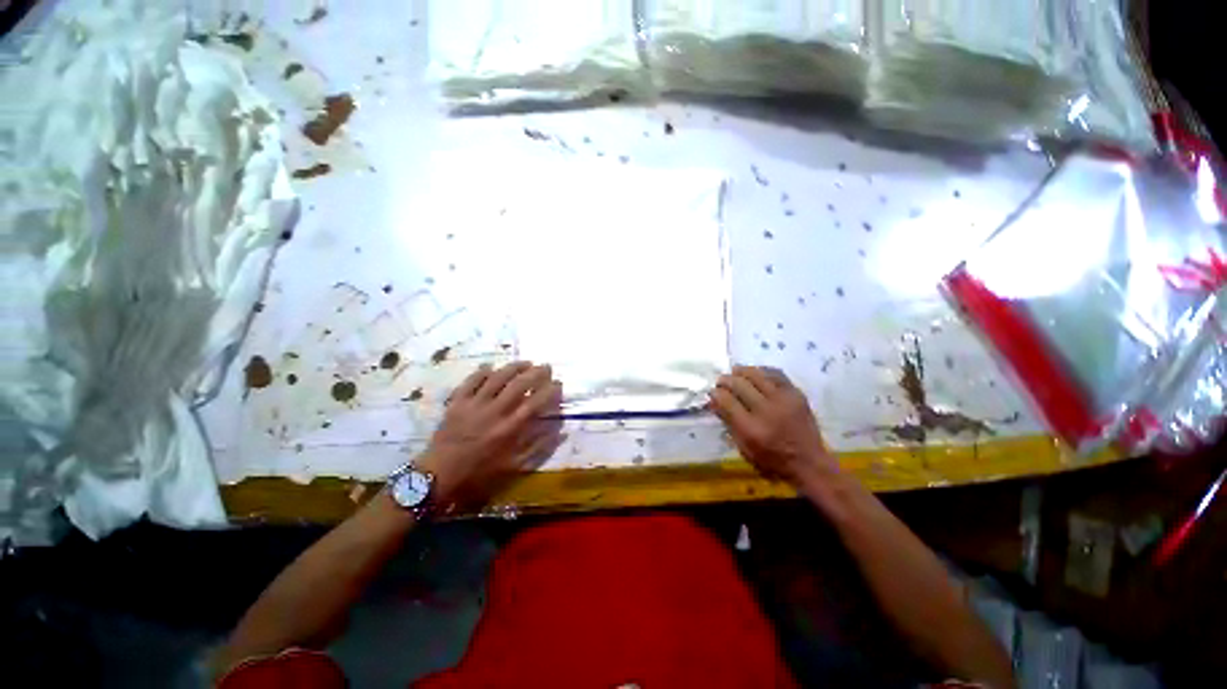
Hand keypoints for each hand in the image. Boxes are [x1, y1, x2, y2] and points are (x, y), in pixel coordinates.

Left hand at [416, 362, 563, 508]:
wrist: (439, 476)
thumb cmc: (479, 473)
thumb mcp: (512, 466)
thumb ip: (537, 447)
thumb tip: (559, 431)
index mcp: (509, 429)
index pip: (535, 403)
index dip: (549, 390)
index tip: (558, 384)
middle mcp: (494, 412)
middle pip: (519, 384)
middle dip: (536, 372)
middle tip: (546, 367)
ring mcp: (474, 404)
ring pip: (497, 377)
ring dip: (514, 367)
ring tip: (526, 363)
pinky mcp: (457, 402)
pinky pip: (471, 380)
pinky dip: (482, 371)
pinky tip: (492, 367)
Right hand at [709, 366, 837, 487]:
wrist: (808, 462)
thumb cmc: (771, 460)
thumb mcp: (743, 447)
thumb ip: (728, 422)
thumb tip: (712, 401)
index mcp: (750, 428)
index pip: (726, 400)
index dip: (716, 393)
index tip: (713, 392)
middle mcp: (766, 411)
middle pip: (739, 384)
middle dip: (725, 380)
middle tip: (721, 382)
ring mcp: (783, 400)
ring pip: (756, 374)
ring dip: (741, 371)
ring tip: (735, 373)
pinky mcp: (796, 394)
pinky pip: (775, 374)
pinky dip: (762, 371)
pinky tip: (755, 374)